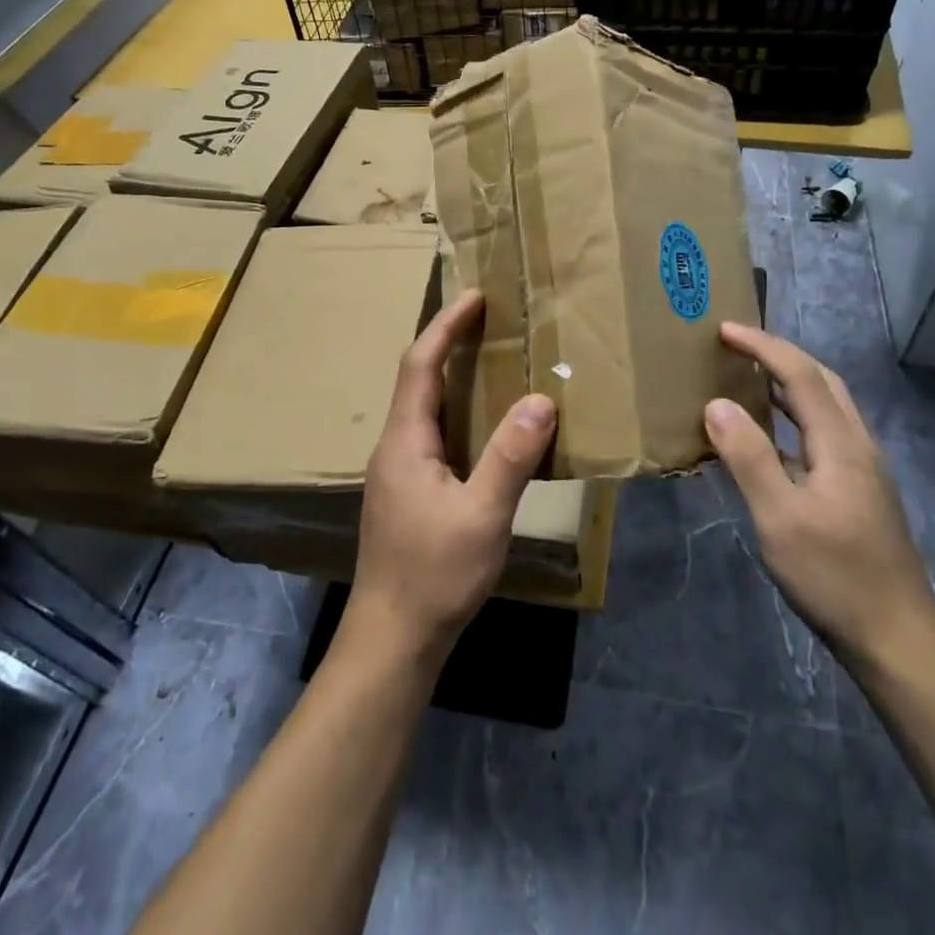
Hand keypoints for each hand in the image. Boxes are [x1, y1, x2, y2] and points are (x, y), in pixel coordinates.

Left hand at [349, 289, 554, 663]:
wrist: (393, 638)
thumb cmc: (434, 575)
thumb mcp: (482, 516)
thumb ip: (510, 457)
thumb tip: (541, 399)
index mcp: (405, 441)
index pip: (420, 365)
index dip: (445, 326)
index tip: (475, 297)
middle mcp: (395, 447)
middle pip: (419, 379)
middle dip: (450, 343)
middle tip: (492, 321)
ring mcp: (399, 471)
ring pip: (426, 408)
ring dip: (455, 377)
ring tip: (495, 361)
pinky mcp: (409, 492)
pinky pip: (434, 433)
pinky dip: (459, 411)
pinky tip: (487, 425)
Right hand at [703, 323, 934, 670]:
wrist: (898, 640)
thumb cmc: (834, 576)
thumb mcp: (779, 518)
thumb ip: (748, 457)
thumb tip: (716, 404)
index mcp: (841, 443)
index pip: (801, 374)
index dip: (763, 346)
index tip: (724, 330)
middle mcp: (858, 446)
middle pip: (823, 381)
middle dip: (781, 355)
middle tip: (738, 347)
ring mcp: (864, 470)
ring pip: (828, 407)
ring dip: (791, 383)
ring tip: (750, 379)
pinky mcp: (861, 493)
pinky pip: (825, 433)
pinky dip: (796, 417)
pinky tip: (773, 439)